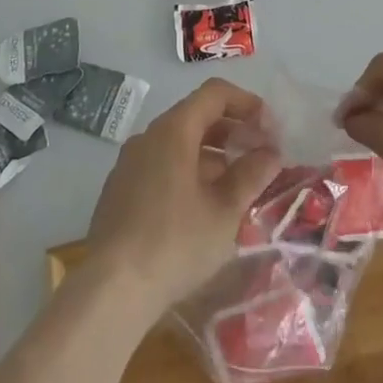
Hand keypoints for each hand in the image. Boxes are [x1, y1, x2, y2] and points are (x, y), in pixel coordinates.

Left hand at [84, 78, 281, 320]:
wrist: (111, 289)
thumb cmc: (176, 243)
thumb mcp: (225, 211)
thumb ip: (251, 174)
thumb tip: (271, 152)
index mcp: (173, 131)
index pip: (215, 93)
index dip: (247, 103)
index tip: (270, 128)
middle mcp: (148, 137)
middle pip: (196, 116)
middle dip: (233, 131)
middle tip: (261, 157)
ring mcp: (130, 163)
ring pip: (179, 143)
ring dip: (213, 155)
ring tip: (238, 186)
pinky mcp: (120, 190)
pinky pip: (162, 165)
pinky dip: (189, 171)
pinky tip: (204, 206)